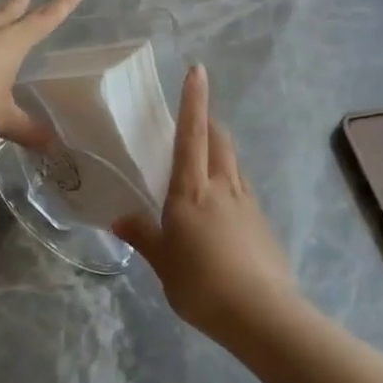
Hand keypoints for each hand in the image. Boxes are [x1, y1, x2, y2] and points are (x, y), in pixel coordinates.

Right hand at [114, 65, 301, 341]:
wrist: (261, 313)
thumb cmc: (202, 284)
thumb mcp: (163, 263)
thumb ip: (143, 237)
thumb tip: (119, 219)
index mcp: (192, 191)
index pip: (191, 135)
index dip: (193, 101)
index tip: (197, 70)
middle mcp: (222, 187)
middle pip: (219, 141)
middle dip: (208, 122)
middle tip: (194, 119)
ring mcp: (247, 203)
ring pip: (234, 163)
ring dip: (221, 151)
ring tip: (205, 159)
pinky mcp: (262, 222)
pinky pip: (243, 189)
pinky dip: (230, 182)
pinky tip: (222, 206)